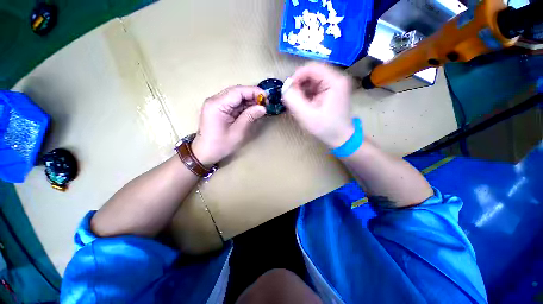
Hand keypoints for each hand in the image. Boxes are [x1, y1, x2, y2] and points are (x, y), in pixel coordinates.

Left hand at [191, 86, 266, 165]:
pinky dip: (244, 106)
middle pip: (236, 92)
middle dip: (252, 95)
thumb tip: (263, 108)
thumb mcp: (238, 132)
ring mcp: (215, 104)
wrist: (205, 153)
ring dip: (249, 101)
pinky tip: (252, 110)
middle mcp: (215, 100)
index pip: (237, 91)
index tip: (267, 97)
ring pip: (235, 97)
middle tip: (265, 103)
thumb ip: (250, 117)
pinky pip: (233, 103)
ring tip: (261, 107)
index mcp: (217, 105)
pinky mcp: (218, 108)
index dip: (253, 91)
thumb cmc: (220, 145)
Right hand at [282, 63, 352, 147]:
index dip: (297, 76)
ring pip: (312, 80)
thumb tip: (284, 86)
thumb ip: (293, 100)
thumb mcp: (306, 116)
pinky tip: (304, 105)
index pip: (312, 67)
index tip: (288, 90)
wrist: (341, 138)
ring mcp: (335, 85)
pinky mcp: (331, 91)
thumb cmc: (325, 128)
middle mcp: (337, 79)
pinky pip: (315, 87)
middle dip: (299, 85)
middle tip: (292, 99)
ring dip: (301, 90)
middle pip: (312, 73)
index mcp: (334, 81)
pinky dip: (306, 94)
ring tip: (297, 104)